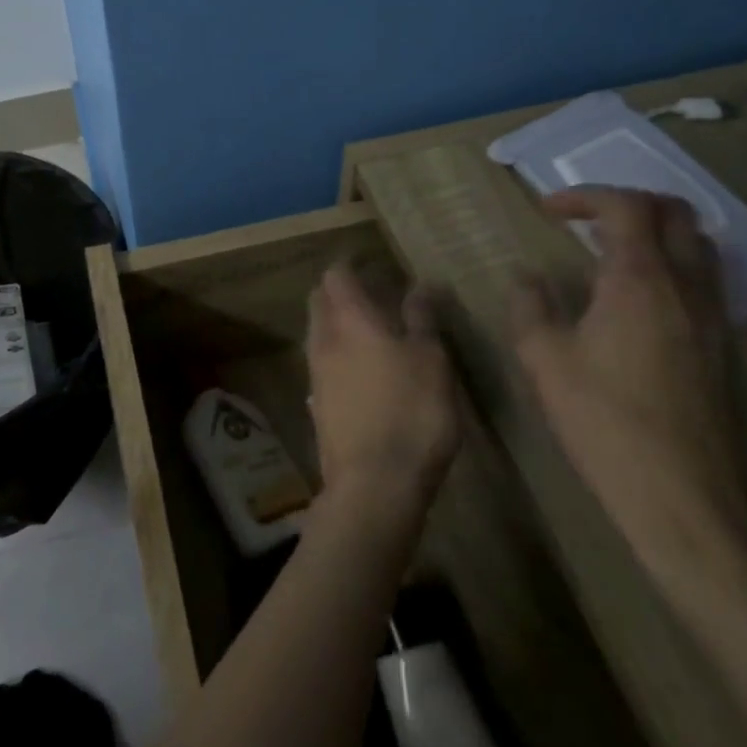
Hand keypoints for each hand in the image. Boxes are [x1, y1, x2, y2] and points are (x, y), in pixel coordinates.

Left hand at [306, 266, 459, 517]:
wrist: (374, 484)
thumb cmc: (411, 413)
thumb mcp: (431, 362)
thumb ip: (423, 319)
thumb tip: (422, 283)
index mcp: (350, 320)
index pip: (337, 275)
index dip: (350, 263)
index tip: (370, 261)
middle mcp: (324, 339)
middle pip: (320, 299)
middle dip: (339, 290)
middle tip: (370, 292)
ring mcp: (315, 372)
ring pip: (318, 331)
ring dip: (337, 322)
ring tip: (370, 330)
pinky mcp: (317, 403)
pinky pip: (322, 363)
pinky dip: (337, 353)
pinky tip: (361, 370)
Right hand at [508, 187, 745, 570]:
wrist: (681, 499)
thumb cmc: (603, 420)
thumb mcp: (543, 358)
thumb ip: (530, 305)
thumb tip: (528, 278)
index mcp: (640, 280)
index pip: (625, 206)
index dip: (583, 196)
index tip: (546, 211)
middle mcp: (686, 288)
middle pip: (676, 213)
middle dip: (628, 202)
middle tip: (585, 219)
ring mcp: (712, 318)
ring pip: (698, 245)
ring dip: (655, 232)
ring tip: (609, 251)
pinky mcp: (721, 348)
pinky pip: (703, 280)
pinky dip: (671, 265)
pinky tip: (635, 297)